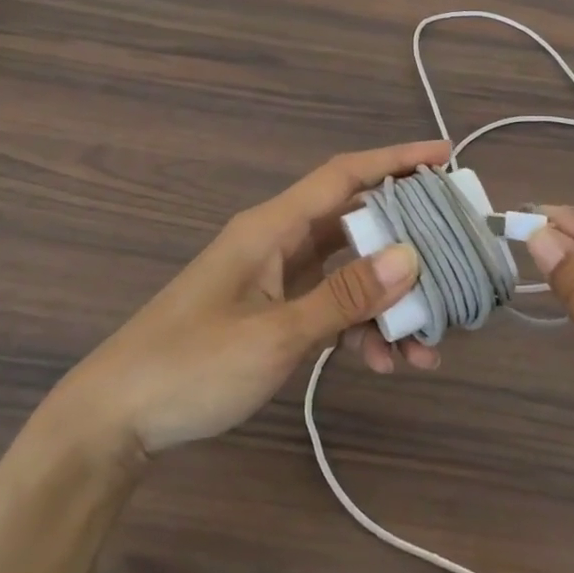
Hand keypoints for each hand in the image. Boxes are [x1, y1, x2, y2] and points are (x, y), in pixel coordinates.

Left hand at [58, 141, 448, 454]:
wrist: (117, 418)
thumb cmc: (191, 366)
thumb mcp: (276, 334)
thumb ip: (344, 296)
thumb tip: (411, 258)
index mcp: (271, 228)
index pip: (344, 176)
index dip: (396, 160)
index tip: (445, 154)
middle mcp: (277, 244)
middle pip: (356, 225)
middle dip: (408, 244)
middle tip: (455, 259)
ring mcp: (275, 280)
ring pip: (348, 275)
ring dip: (388, 304)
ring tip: (427, 346)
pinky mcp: (272, 314)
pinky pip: (329, 308)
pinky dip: (359, 329)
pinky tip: (384, 364)